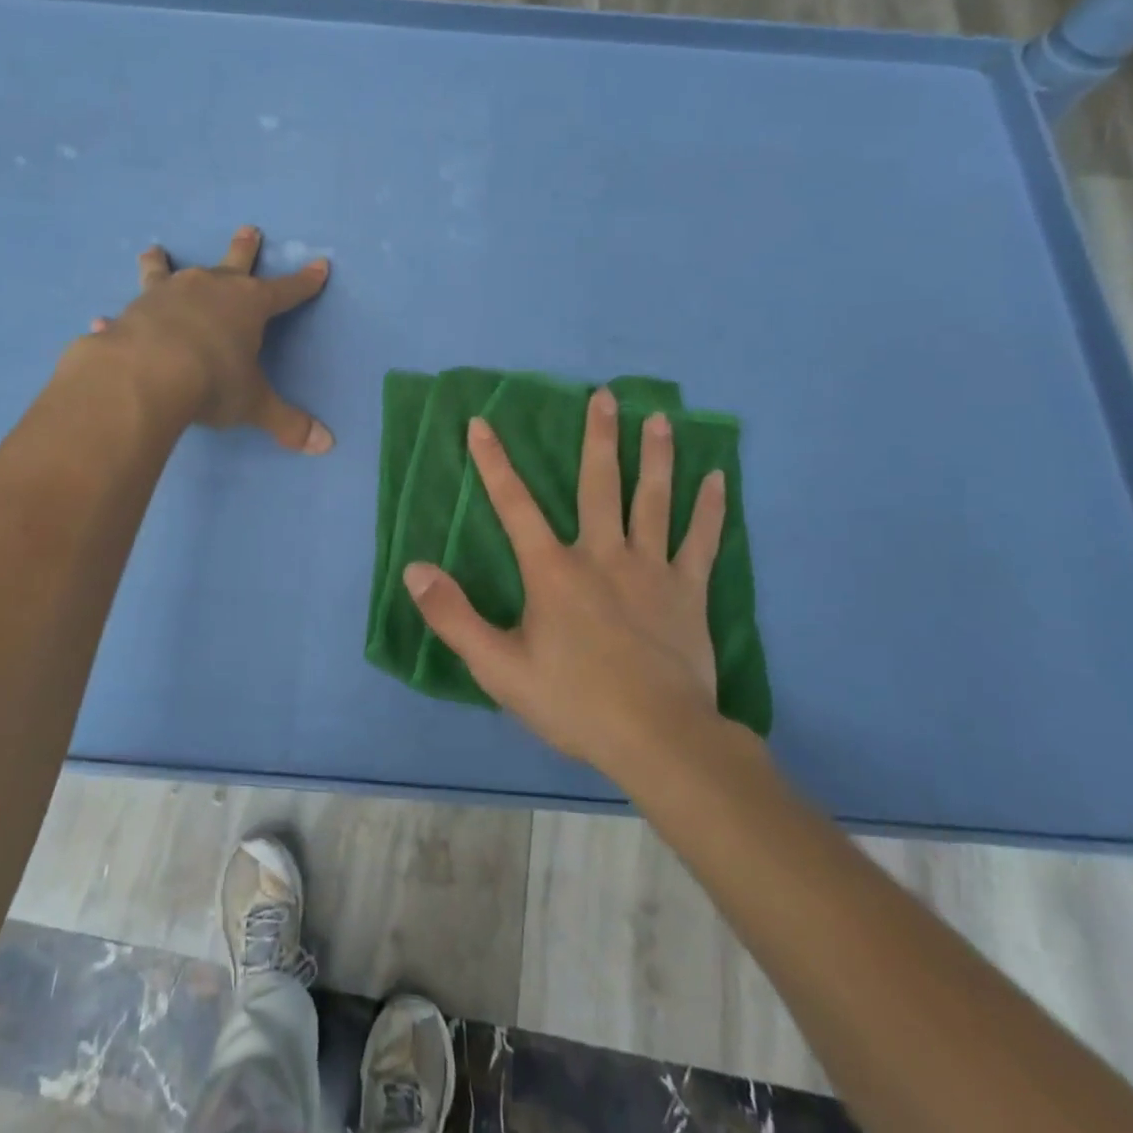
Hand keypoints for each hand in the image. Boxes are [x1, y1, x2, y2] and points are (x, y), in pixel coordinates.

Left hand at [89, 226, 332, 452]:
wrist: (146, 374)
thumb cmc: (213, 382)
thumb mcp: (254, 405)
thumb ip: (287, 422)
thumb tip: (326, 445)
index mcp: (249, 305)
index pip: (286, 290)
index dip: (305, 281)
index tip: (320, 264)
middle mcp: (210, 288)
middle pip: (234, 261)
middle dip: (245, 247)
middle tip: (250, 229)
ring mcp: (167, 294)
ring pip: (169, 271)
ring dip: (163, 262)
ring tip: (155, 250)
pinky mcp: (132, 311)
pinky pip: (126, 311)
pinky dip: (118, 317)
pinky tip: (102, 319)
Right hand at [403, 388, 741, 779]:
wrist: (657, 738)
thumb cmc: (573, 701)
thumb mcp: (498, 667)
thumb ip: (453, 616)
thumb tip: (415, 569)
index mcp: (553, 571)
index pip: (515, 505)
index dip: (493, 463)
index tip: (481, 423)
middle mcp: (602, 555)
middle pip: (599, 485)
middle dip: (599, 437)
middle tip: (606, 395)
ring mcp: (651, 569)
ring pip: (653, 500)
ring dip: (655, 456)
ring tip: (661, 417)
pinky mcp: (688, 591)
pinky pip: (702, 541)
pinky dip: (710, 509)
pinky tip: (718, 479)